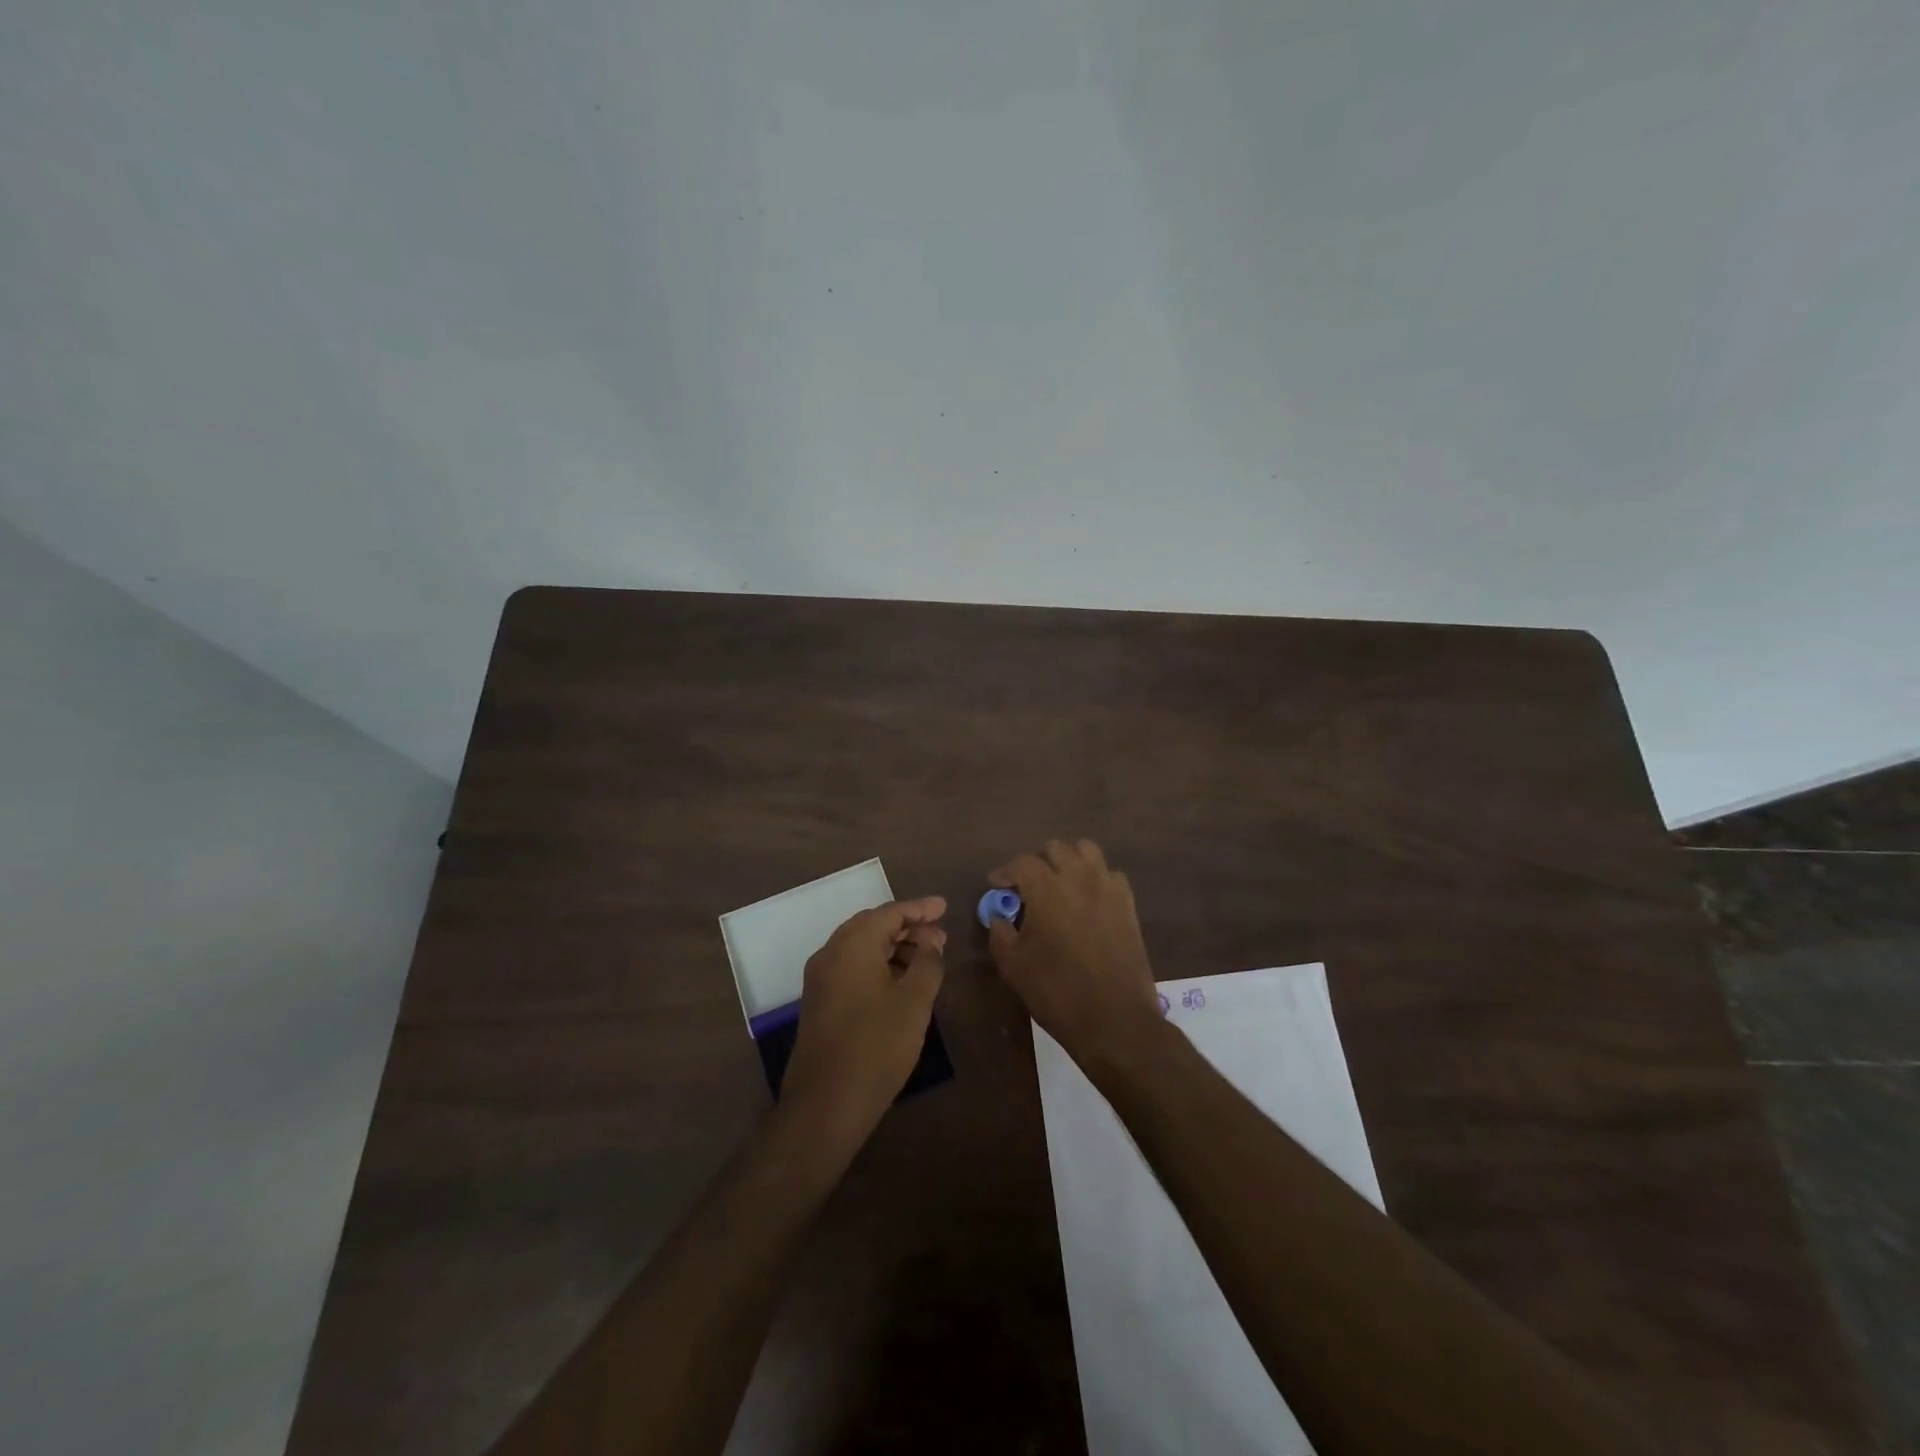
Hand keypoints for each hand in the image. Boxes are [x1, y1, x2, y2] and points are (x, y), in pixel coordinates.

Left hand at [781, 897, 946, 1142]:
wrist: (825, 1104)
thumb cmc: (876, 1046)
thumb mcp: (914, 1002)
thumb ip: (928, 964)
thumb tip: (931, 942)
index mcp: (852, 944)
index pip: (889, 913)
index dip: (920, 909)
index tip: (945, 907)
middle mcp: (830, 953)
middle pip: (872, 926)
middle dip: (907, 927)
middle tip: (939, 935)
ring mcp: (820, 979)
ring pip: (861, 948)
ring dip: (893, 947)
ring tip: (926, 958)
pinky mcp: (819, 1002)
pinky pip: (852, 968)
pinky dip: (878, 965)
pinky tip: (900, 982)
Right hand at [986, 840, 1164, 1071]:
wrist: (1114, 1018)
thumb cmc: (1057, 992)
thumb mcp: (1014, 966)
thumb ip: (1000, 934)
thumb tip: (999, 917)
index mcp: (1047, 888)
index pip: (1022, 863)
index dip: (1005, 871)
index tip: (997, 885)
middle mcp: (1079, 877)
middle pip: (1055, 849)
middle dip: (1037, 862)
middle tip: (1026, 886)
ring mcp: (1107, 888)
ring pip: (1086, 851)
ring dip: (1068, 860)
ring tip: (1059, 884)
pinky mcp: (1128, 904)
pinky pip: (1109, 874)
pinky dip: (1094, 878)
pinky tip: (1087, 900)